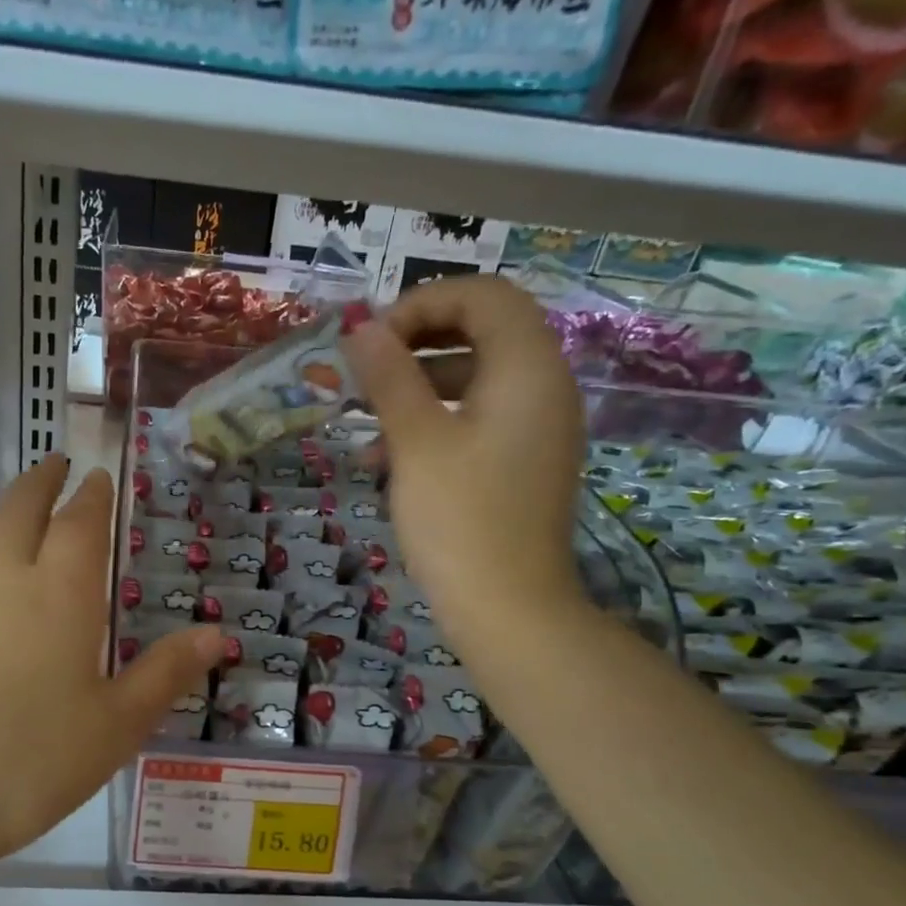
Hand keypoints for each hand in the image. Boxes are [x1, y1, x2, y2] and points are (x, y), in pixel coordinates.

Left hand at [0, 458, 223, 874]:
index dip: (92, 496)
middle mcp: (3, 581)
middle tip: (57, 464)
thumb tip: (216, 634)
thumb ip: (165, 673)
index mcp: (59, 593)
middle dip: (42, 481)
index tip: (98, 475)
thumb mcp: (116, 724)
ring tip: (12, 506)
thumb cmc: (30, 760)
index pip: (79, 524)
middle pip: (19, 508)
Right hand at [343, 276, 587, 647]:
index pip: (483, 295)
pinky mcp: (523, 461)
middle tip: (366, 369)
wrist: (508, 610)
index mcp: (528, 367)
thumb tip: (361, 328)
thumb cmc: (460, 519)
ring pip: (474, 378)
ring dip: (417, 388)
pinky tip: (386, 458)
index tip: (372, 340)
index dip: (422, 303)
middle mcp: (544, 386)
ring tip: (364, 420)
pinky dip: (435, 422)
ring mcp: (537, 426)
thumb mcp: (415, 441)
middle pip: (481, 331)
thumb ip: (390, 376)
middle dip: (416, 344)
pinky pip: (479, 419)